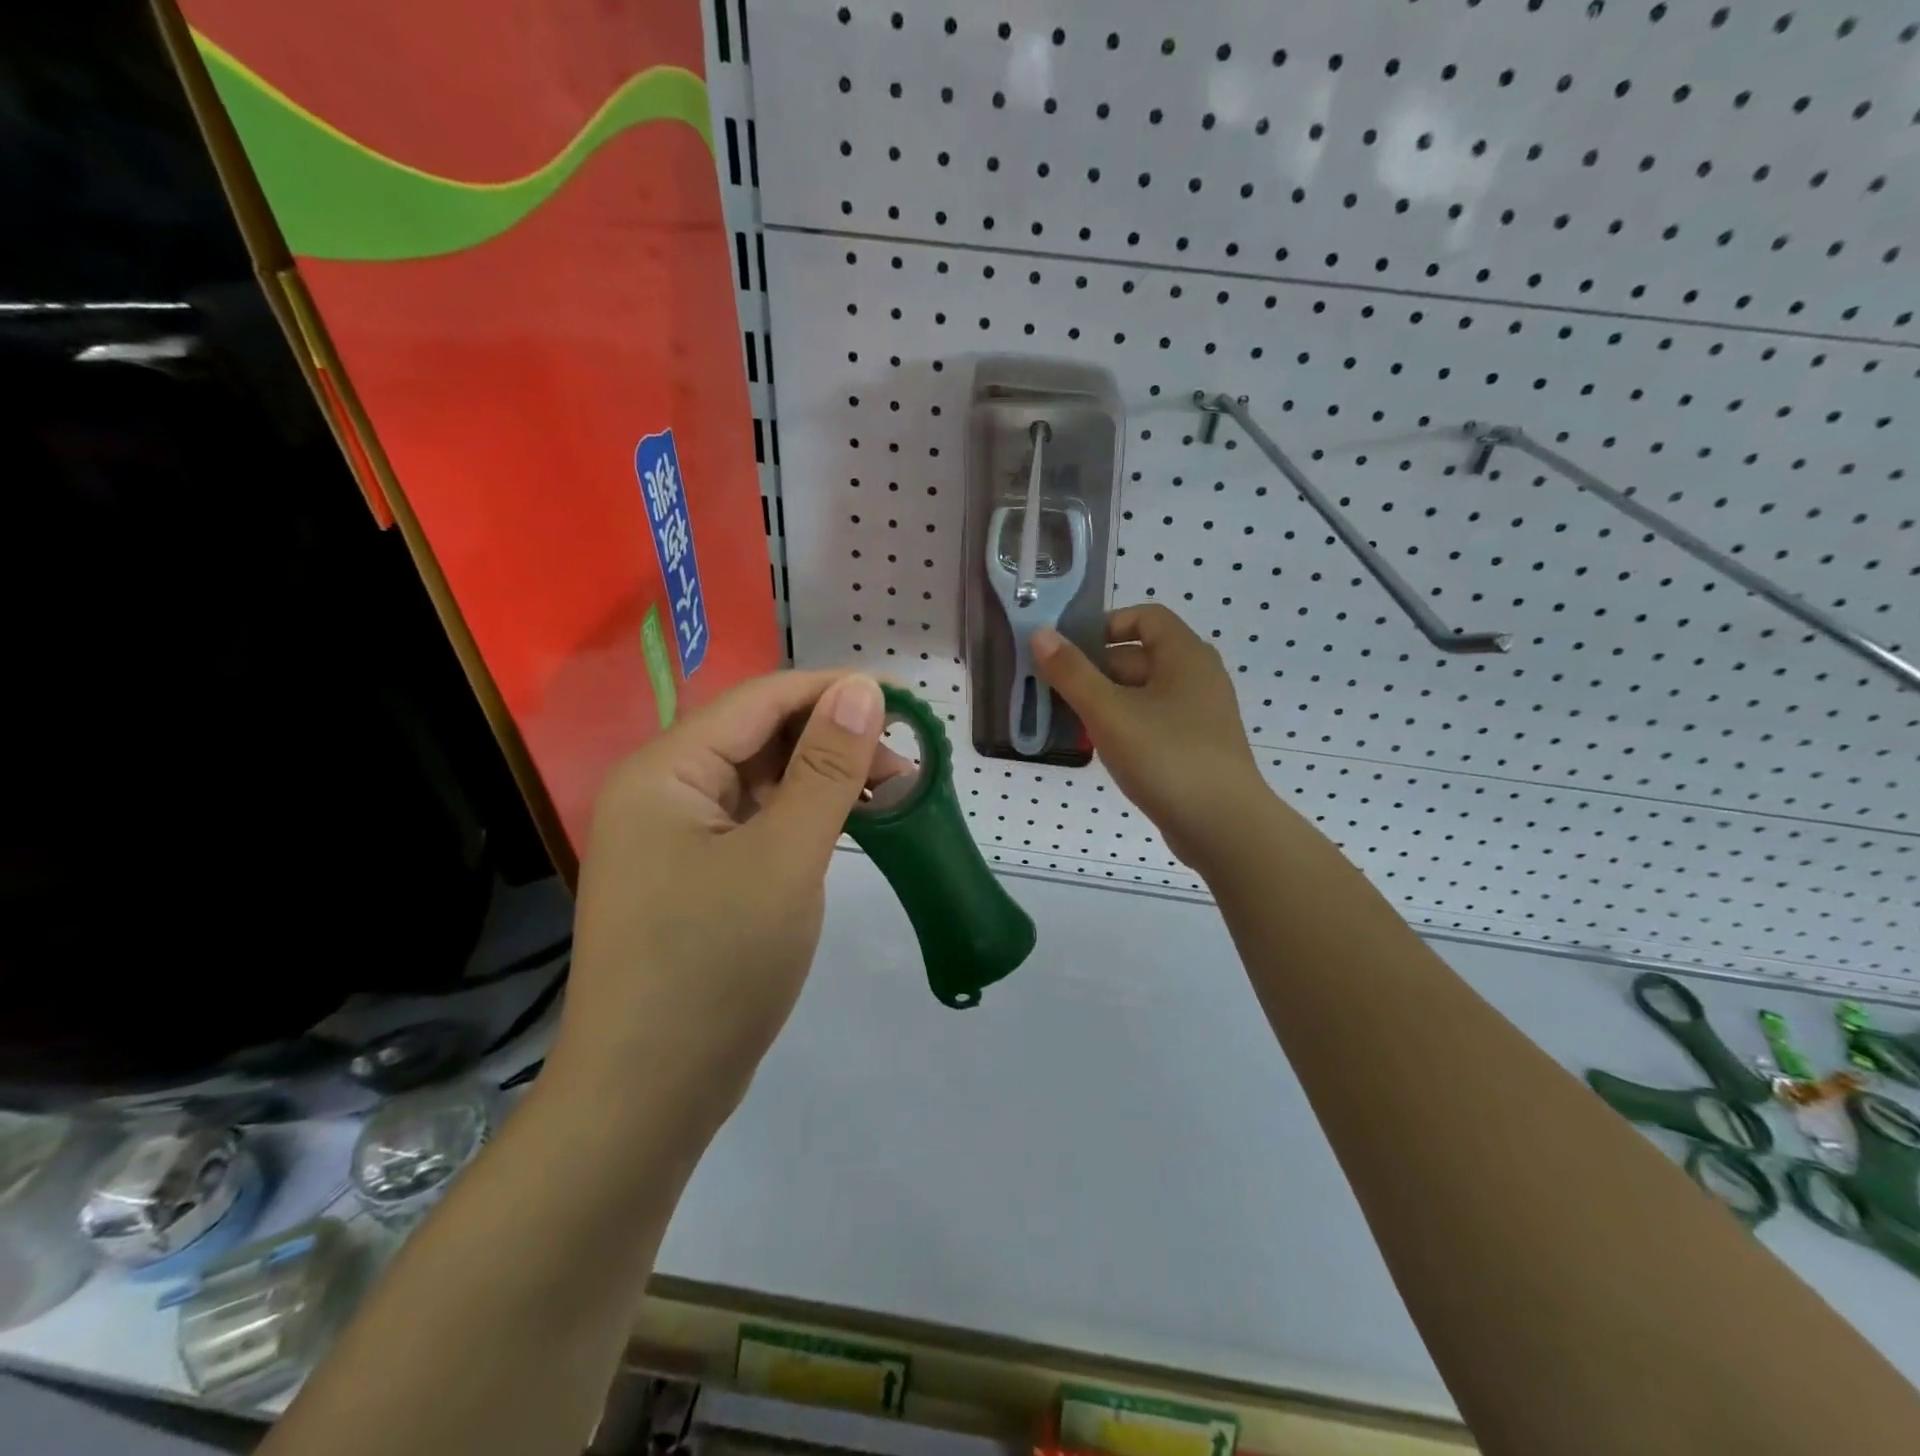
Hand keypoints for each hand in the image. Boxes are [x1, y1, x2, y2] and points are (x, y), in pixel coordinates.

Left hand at [550, 670, 888, 1136]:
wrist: (647, 1096)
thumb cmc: (715, 967)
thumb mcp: (785, 858)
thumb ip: (826, 768)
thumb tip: (862, 690)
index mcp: (665, 771)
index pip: (761, 700)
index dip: (834, 691)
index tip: (905, 703)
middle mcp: (661, 791)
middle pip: (758, 736)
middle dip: (833, 738)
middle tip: (904, 762)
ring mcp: (674, 837)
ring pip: (759, 780)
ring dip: (822, 778)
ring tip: (888, 793)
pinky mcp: (692, 875)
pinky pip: (754, 822)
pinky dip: (801, 816)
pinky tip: (845, 826)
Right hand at [1034, 605, 1271, 873]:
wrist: (1223, 827)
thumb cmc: (1166, 757)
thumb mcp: (1109, 712)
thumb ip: (1072, 672)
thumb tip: (1041, 633)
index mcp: (1184, 655)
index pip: (1145, 617)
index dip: (1105, 625)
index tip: (1068, 649)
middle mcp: (1196, 677)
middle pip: (1138, 657)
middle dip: (1093, 670)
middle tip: (1052, 691)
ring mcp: (1197, 715)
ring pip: (1141, 694)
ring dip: (1103, 702)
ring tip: (1066, 721)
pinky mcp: (1193, 747)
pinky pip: (1151, 723)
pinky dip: (1122, 727)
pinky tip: (1096, 748)